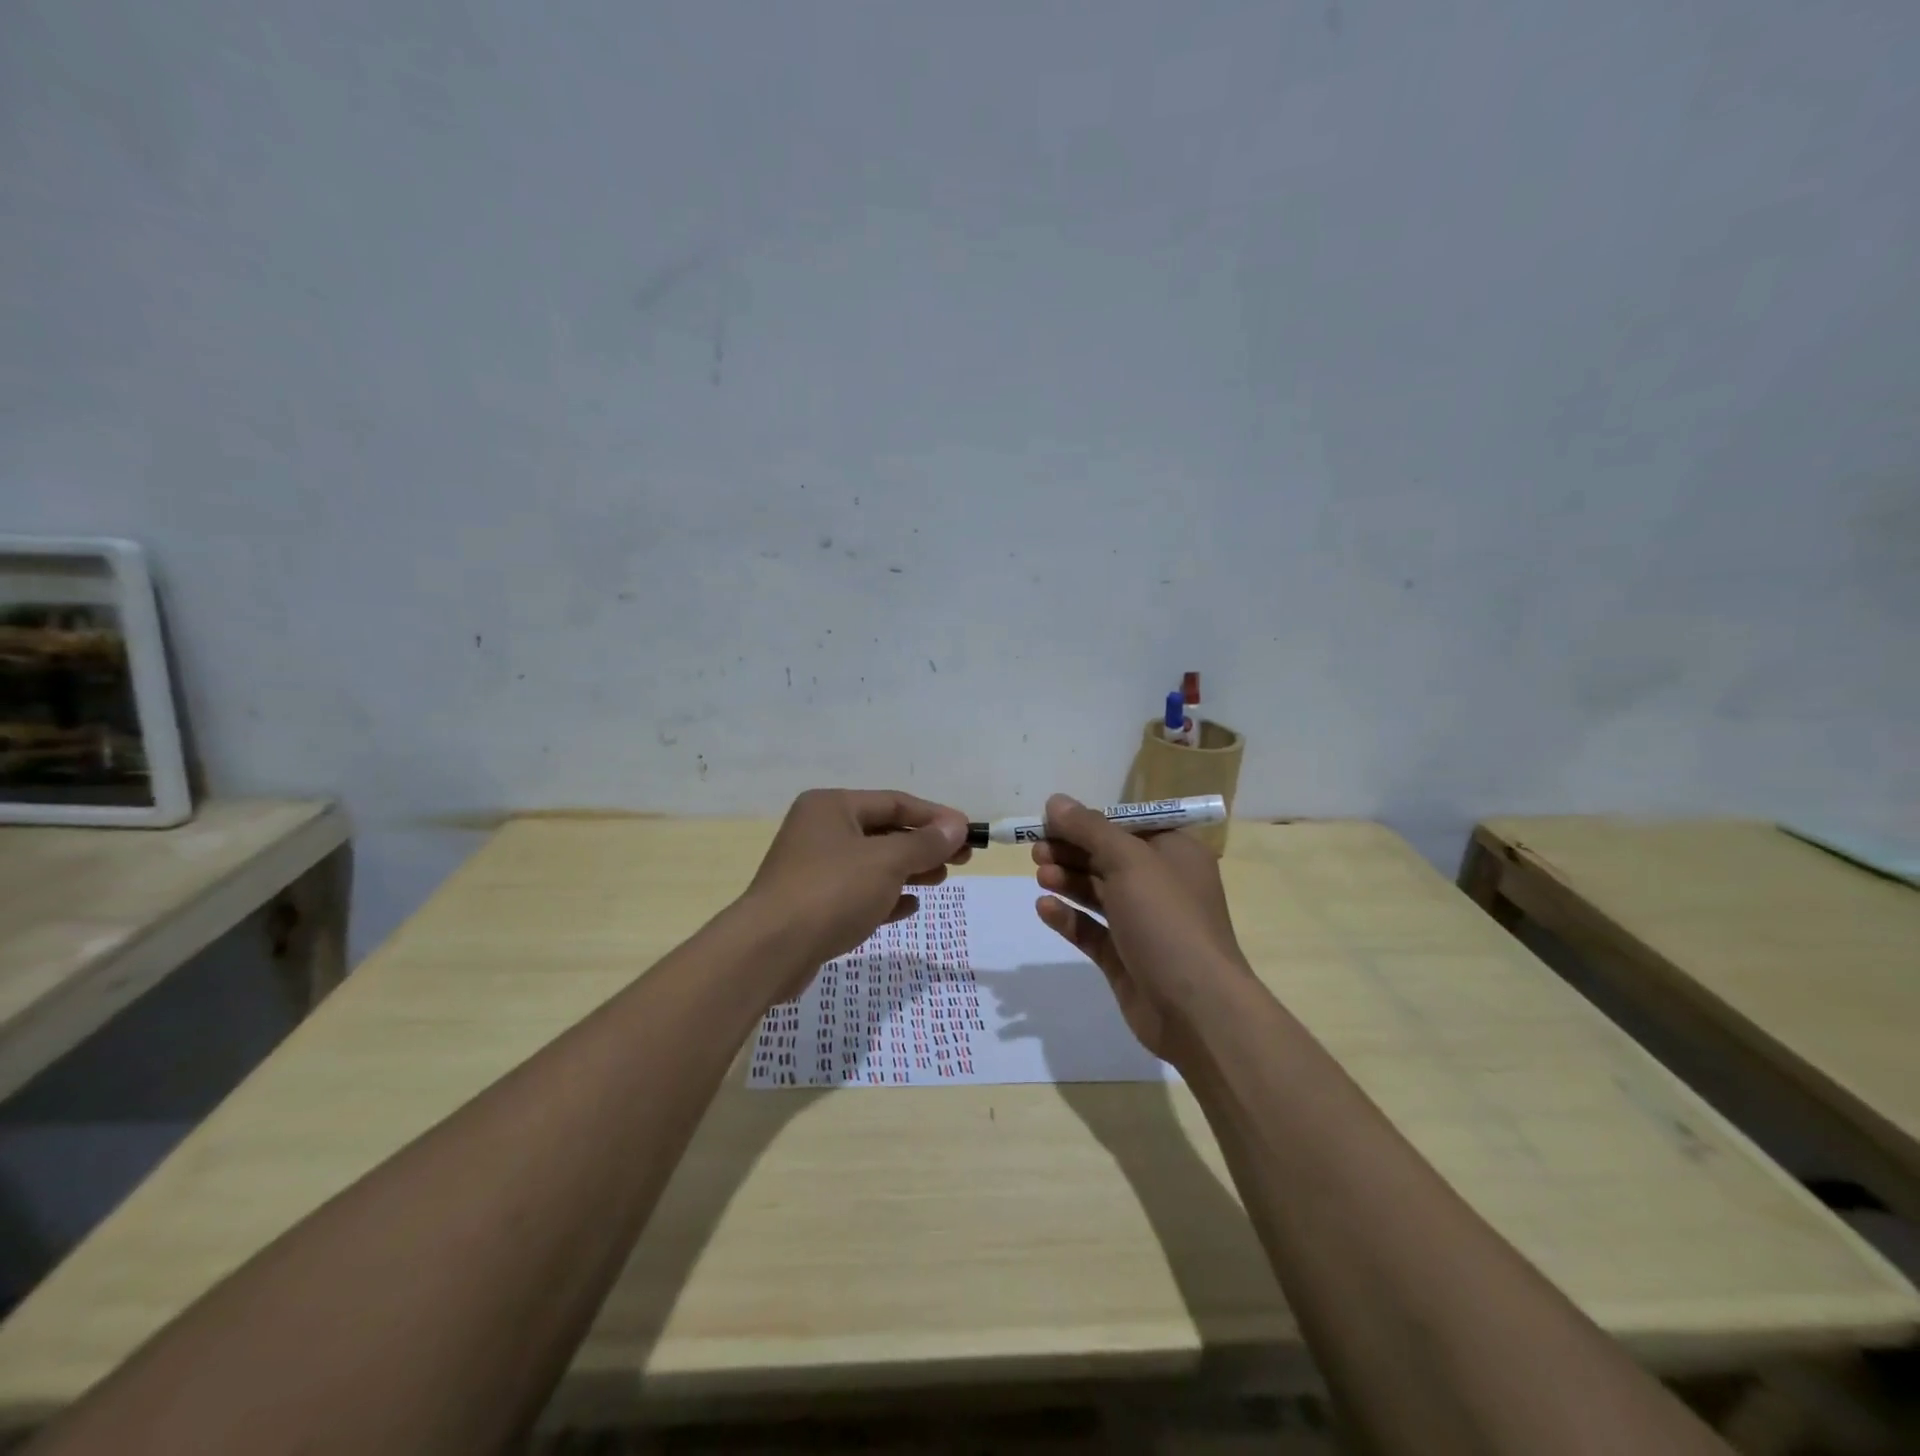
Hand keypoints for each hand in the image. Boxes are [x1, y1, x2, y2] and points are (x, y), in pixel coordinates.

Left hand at [746, 789, 970, 986]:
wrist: (770, 951)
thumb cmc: (832, 892)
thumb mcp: (886, 862)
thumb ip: (925, 842)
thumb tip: (957, 825)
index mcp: (832, 807)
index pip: (894, 803)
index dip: (935, 816)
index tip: (968, 832)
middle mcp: (820, 831)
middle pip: (884, 832)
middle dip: (924, 845)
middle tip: (962, 859)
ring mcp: (813, 869)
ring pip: (872, 864)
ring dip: (908, 870)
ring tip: (940, 880)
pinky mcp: (812, 905)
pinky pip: (858, 893)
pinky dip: (885, 897)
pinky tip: (909, 907)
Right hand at [1031, 794, 1252, 1063]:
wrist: (1195, 1008)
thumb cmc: (1167, 919)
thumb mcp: (1128, 861)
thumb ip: (1089, 829)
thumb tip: (1056, 801)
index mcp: (1175, 853)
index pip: (1127, 826)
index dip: (1088, 821)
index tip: (1051, 820)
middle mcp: (1161, 884)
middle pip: (1108, 857)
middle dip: (1071, 851)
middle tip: (1036, 849)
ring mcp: (1143, 924)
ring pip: (1098, 893)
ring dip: (1068, 880)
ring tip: (1040, 875)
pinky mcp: (1125, 957)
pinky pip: (1091, 930)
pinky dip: (1069, 917)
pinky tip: (1044, 908)